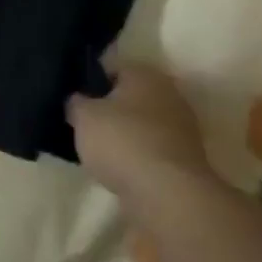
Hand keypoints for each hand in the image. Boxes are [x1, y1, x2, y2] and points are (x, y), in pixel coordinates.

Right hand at [67, 66, 225, 225]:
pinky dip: (139, 155)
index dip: (90, 82)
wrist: (168, 193)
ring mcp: (182, 127)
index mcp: (144, 73)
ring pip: (144, 123)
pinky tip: (122, 168)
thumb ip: (76, 103)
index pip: (112, 68)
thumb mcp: (83, 117)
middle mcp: (168, 92)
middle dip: (111, 108)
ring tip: (101, 151)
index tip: (75, 99)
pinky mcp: (187, 158)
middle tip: (87, 124)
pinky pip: (153, 148)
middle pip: (131, 96)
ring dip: (127, 133)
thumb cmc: (122, 141)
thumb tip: (77, 100)